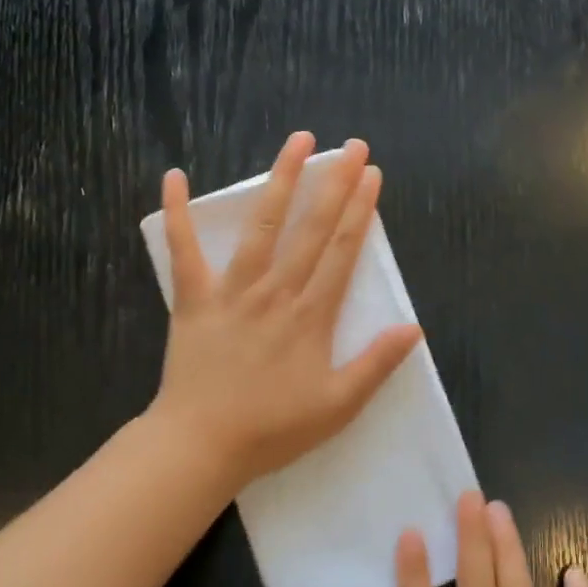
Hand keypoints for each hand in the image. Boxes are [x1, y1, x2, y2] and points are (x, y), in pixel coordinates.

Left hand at [149, 132, 422, 491]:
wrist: (202, 444)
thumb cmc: (273, 429)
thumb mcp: (338, 406)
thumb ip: (376, 365)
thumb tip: (413, 328)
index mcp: (311, 315)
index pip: (342, 251)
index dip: (360, 210)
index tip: (372, 175)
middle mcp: (276, 291)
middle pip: (311, 229)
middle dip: (335, 183)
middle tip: (352, 146)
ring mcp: (232, 291)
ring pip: (261, 226)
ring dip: (280, 181)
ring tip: (297, 142)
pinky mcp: (194, 299)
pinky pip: (183, 250)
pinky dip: (176, 213)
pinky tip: (174, 176)